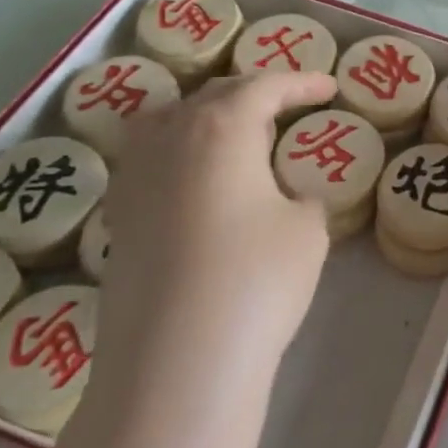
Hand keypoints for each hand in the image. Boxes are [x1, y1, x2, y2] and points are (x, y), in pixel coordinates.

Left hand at [94, 70, 336, 398]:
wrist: (177, 364)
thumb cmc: (256, 280)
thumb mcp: (307, 229)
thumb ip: (301, 197)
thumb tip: (285, 198)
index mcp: (221, 126)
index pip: (264, 85)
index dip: (302, 83)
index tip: (330, 88)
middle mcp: (170, 138)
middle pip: (213, 96)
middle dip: (255, 94)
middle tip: (289, 105)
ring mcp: (134, 178)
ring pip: (168, 121)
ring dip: (206, 117)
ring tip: (233, 134)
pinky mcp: (117, 219)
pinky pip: (149, 161)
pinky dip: (179, 154)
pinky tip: (197, 183)